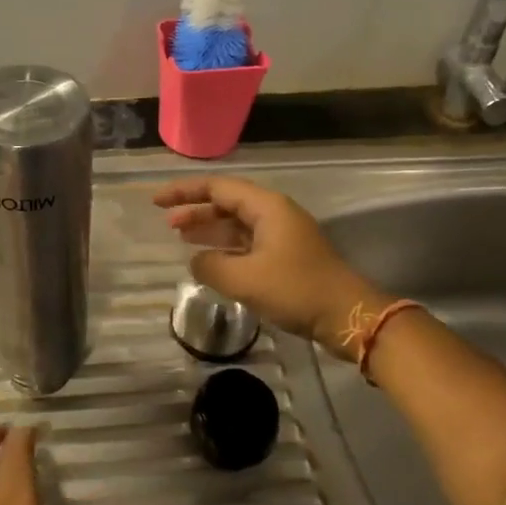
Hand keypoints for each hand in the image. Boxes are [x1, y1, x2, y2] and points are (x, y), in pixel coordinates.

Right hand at [152, 176, 384, 347]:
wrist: (348, 316)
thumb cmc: (297, 289)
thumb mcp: (246, 279)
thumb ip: (211, 266)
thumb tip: (195, 260)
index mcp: (267, 207)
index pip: (218, 188)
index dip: (185, 192)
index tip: (157, 201)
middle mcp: (274, 214)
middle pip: (228, 203)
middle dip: (196, 210)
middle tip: (167, 223)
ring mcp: (282, 236)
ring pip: (237, 224)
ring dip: (210, 230)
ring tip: (181, 238)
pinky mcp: (286, 257)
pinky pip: (247, 243)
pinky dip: (225, 248)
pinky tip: (209, 261)